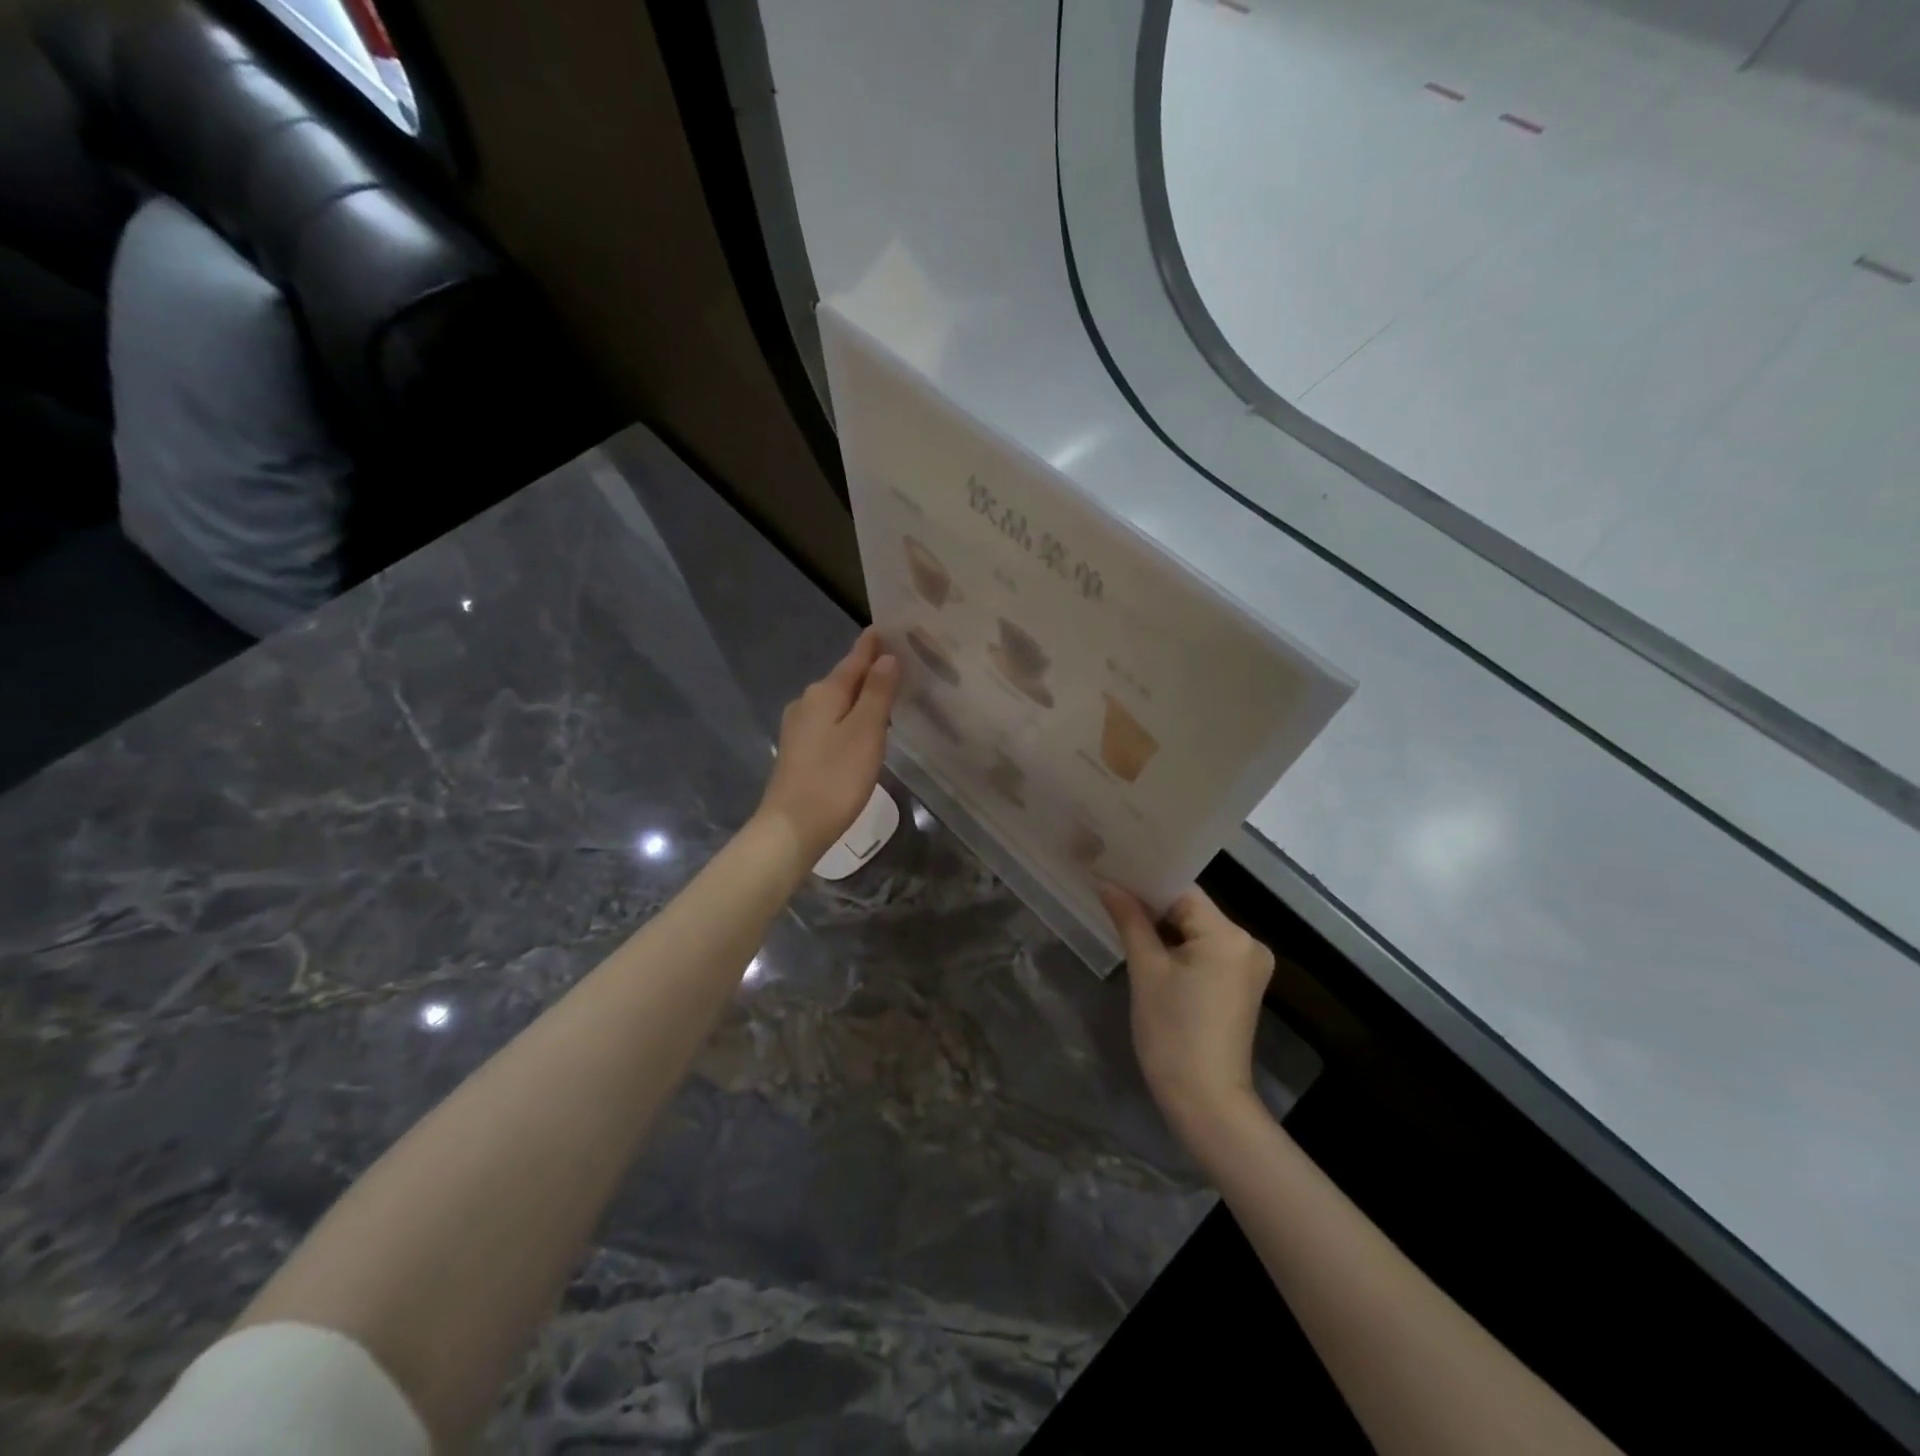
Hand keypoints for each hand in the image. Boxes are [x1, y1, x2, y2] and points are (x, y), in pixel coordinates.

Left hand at [755, 628, 899, 870]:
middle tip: (899, 662)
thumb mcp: (866, 732)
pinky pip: (830, 722)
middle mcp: (807, 702)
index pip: (854, 660)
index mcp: (824, 692)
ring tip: (886, 693)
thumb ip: (877, 692)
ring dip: (859, 696)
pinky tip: (860, 728)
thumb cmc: (835, 778)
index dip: (872, 646)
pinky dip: (848, 717)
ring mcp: (799, 728)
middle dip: (868, 670)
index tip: (886, 628)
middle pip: (843, 680)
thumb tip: (887, 657)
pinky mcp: (798, 751)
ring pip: (836, 702)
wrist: (792, 827)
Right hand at [1100, 884, 1274, 1137]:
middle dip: (1152, 904)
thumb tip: (1107, 882)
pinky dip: (1178, 946)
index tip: (1111, 872)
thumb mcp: (1146, 971)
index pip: (1182, 890)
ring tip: (1122, 915)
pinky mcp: (1240, 984)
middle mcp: (1247, 942)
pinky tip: (1149, 946)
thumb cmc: (1172, 1033)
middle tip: (1110, 892)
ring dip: (1163, 926)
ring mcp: (1248, 965)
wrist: (1205, 1101)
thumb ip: (1129, 919)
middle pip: (1191, 908)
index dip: (1145, 880)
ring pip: (1196, 929)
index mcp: (1228, 935)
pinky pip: (1205, 950)